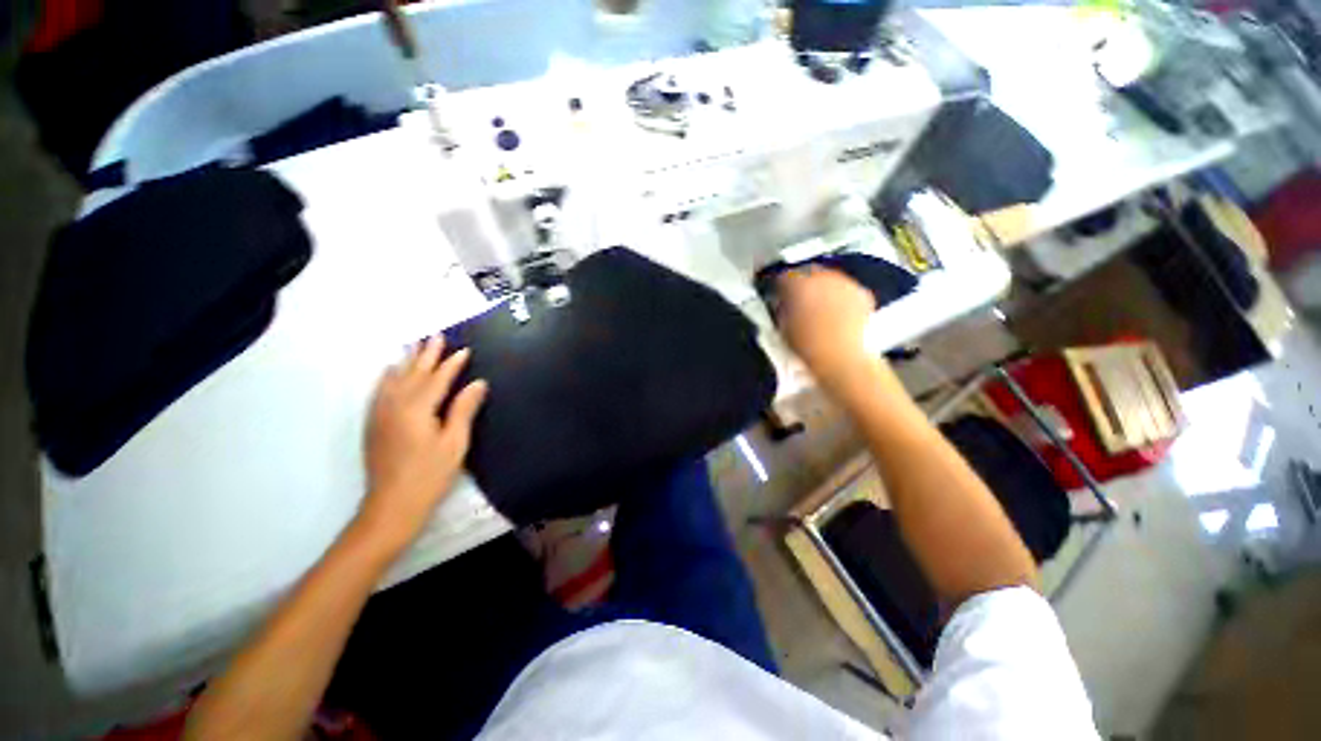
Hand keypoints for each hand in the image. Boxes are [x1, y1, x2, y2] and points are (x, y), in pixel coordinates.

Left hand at [358, 337, 487, 550]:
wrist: (392, 506)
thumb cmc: (430, 475)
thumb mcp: (455, 443)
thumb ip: (464, 409)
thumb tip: (478, 383)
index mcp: (418, 409)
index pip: (438, 379)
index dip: (452, 364)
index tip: (464, 349)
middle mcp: (395, 405)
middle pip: (413, 374)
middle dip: (427, 355)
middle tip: (436, 336)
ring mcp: (381, 414)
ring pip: (394, 379)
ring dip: (407, 361)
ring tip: (415, 345)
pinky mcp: (374, 424)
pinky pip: (380, 391)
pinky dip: (388, 377)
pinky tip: (389, 371)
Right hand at [775, 266, 878, 388]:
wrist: (841, 358)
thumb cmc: (809, 346)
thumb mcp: (783, 328)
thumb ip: (782, 310)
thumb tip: (783, 306)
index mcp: (797, 284)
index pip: (783, 277)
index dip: (779, 287)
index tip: (779, 294)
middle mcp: (822, 277)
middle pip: (809, 273)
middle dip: (803, 284)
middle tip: (798, 299)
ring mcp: (844, 284)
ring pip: (829, 279)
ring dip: (823, 290)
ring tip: (818, 308)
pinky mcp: (861, 294)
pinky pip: (847, 290)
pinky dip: (841, 298)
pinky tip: (837, 314)